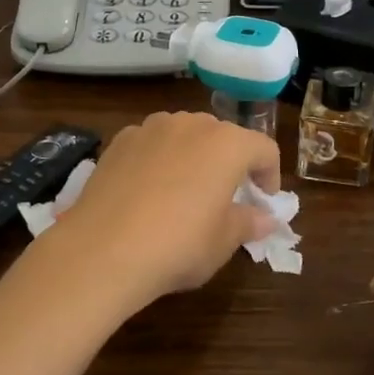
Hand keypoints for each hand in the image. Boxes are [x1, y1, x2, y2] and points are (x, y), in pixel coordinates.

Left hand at [37, 111, 281, 313]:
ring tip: (184, 191)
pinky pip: (152, 143)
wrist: (103, 250)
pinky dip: (159, 158)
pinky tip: (148, 191)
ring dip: (194, 155)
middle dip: (231, 163)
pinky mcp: (120, 139)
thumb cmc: (178, 245)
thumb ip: (248, 223)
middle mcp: (192, 124)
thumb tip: (266, 218)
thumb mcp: (223, 242)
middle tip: (226, 197)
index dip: (270, 175)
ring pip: (185, 134)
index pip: (264, 149)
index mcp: (228, 144)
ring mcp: (152, 127)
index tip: (263, 202)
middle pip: (224, 136)